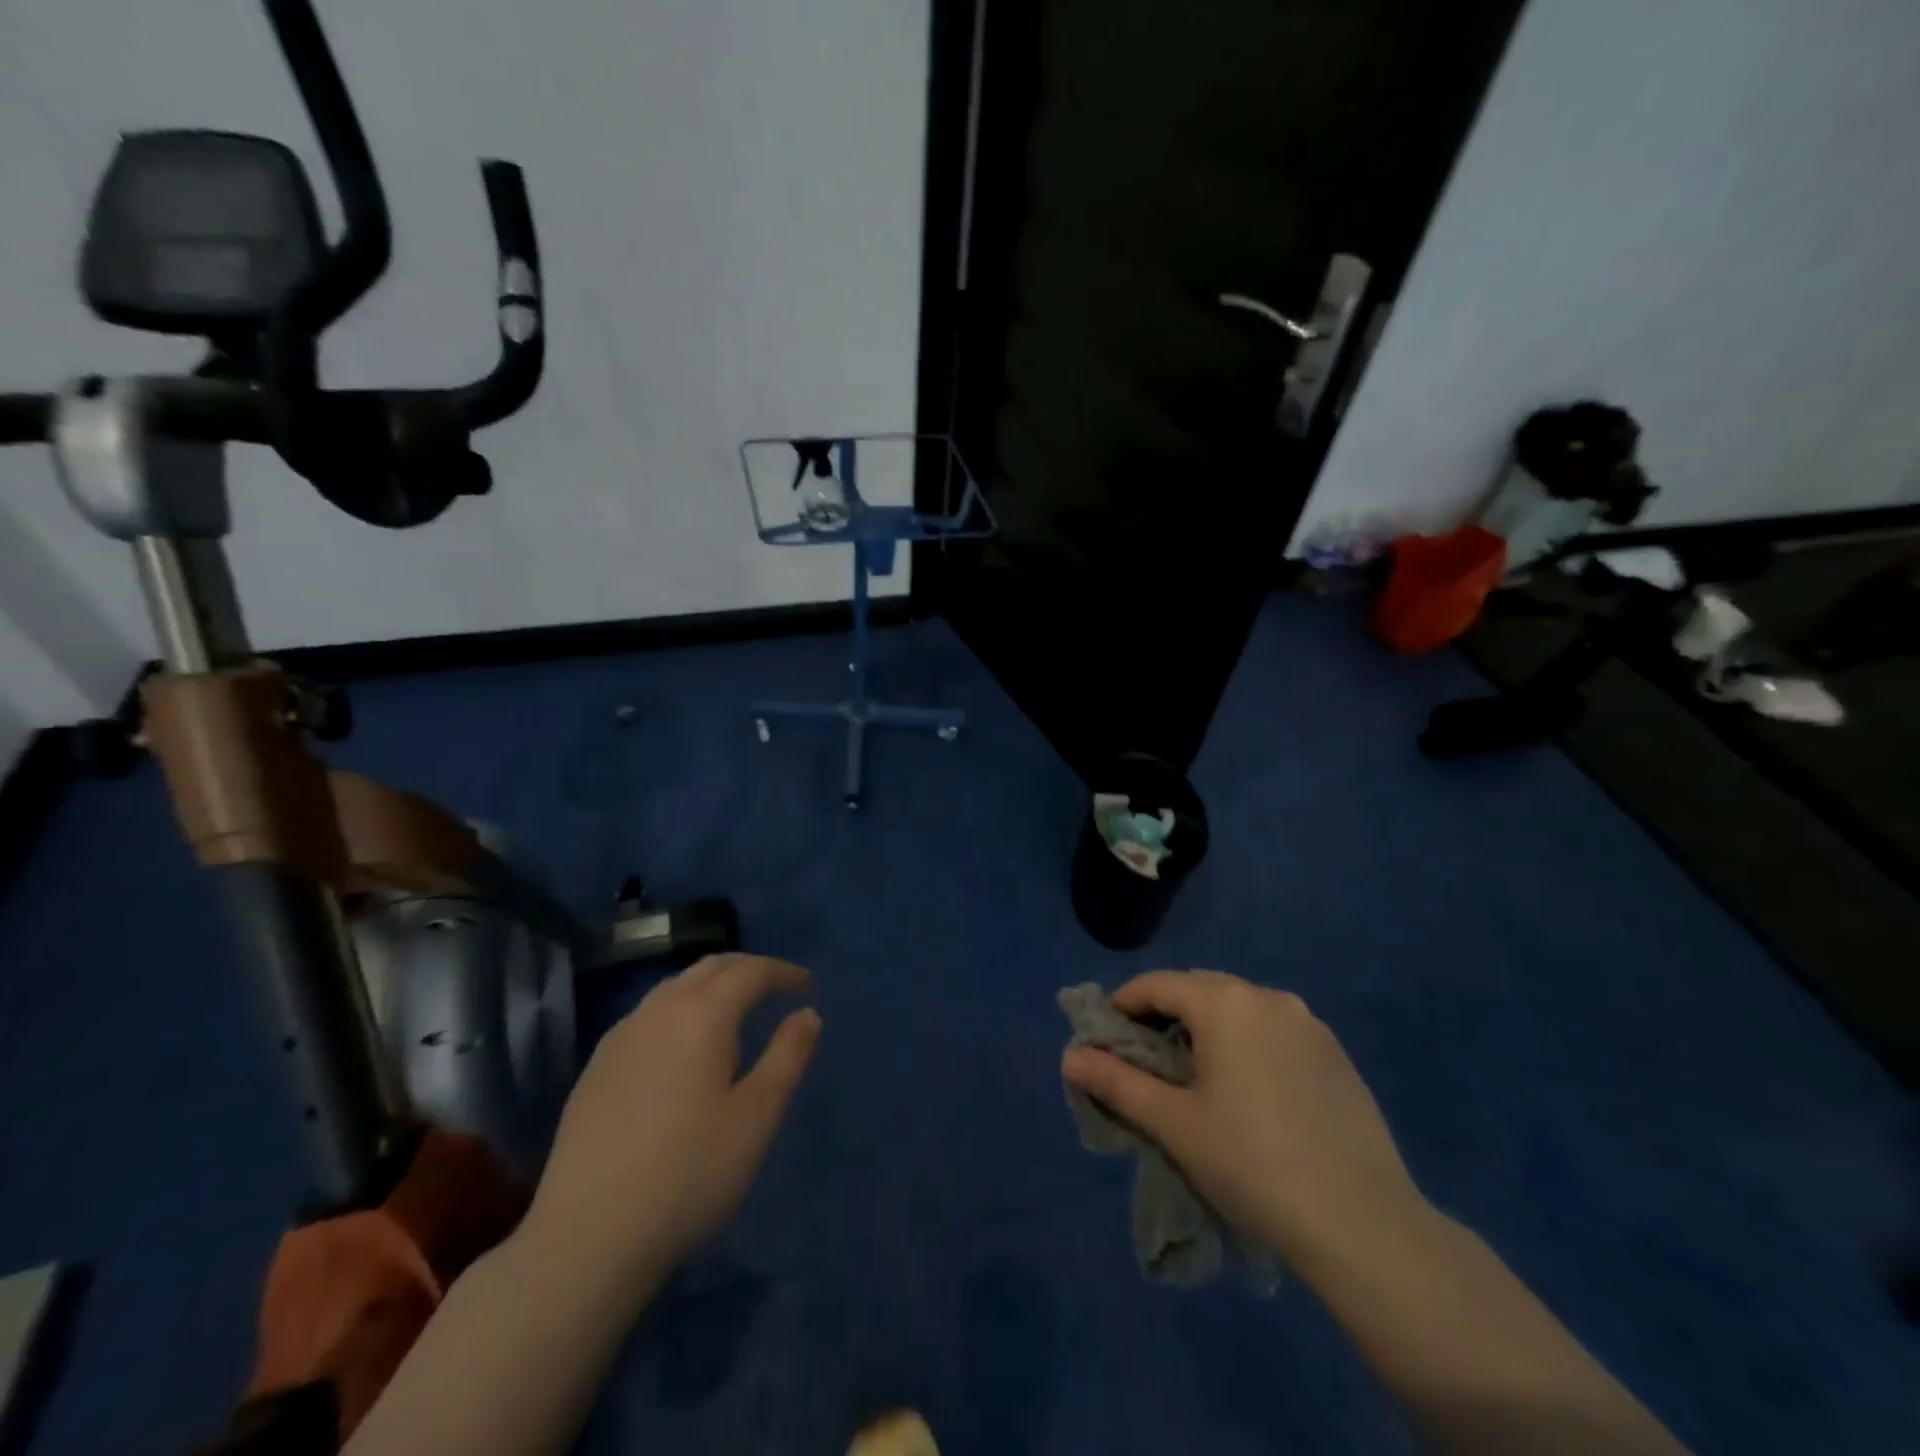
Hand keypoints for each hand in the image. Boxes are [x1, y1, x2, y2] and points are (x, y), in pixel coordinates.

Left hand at [520, 954, 820, 1296]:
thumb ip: (788, 1056)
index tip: (808, 988)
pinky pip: (648, 1016)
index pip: (751, 971)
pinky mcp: (595, 1068)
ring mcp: (620, 1037)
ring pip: (674, 987)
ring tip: (733, 1015)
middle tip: (776, 989)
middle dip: (748, 970)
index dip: (783, 973)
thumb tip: (807, 1015)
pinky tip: (682, 1049)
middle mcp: (658, 1011)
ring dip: (711, 987)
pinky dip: (679, 1011)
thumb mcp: (757, 1116)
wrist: (587, 1237)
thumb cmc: (689, 1173)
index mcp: (702, 1015)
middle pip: (710, 968)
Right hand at [1061, 970, 1428, 1274]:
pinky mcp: (1336, 1054)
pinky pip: (1274, 1031)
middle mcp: (1268, 997)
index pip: (1158, 984)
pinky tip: (1250, 1092)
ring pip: (1239, 1008)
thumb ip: (1116, 1082)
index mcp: (1225, 1003)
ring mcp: (1309, 1024)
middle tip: (1147, 1061)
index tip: (1106, 1038)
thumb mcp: (1173, 1123)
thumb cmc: (1252, 1164)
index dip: (1124, 1005)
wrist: (1363, 1223)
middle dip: (1166, 1014)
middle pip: (1199, 989)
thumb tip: (1070, 1057)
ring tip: (1196, 1077)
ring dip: (1208, 1028)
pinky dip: (1247, 1044)